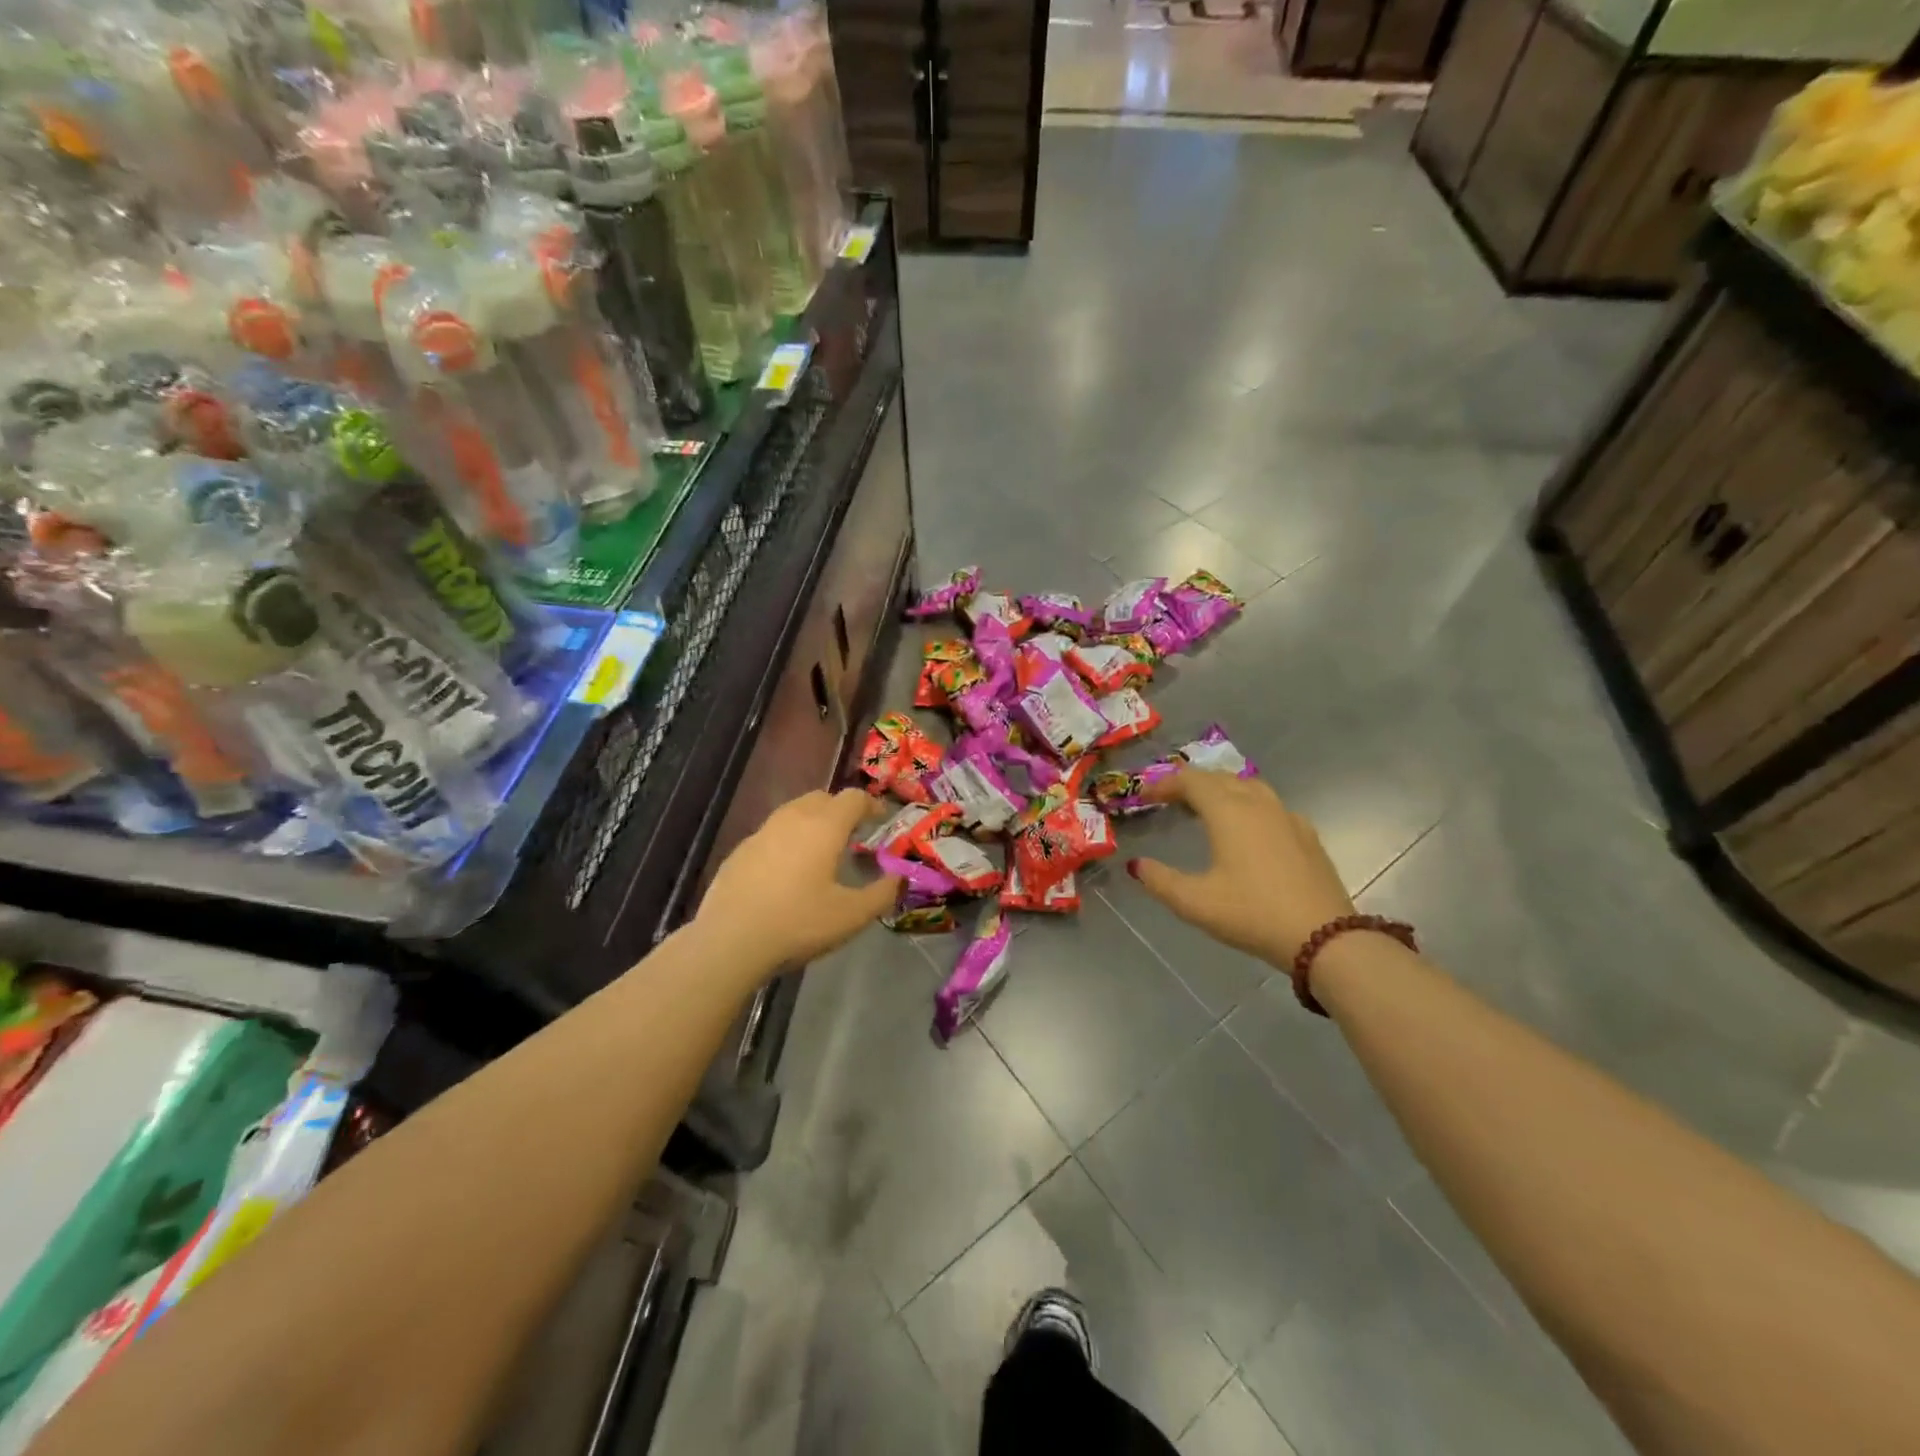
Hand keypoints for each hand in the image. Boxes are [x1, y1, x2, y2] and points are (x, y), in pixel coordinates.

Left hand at [695, 789, 901, 977]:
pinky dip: (788, 841)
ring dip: (812, 823)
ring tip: (821, 853)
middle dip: (841, 810)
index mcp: (824, 826)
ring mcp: (761, 832)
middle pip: (822, 798)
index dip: (872, 805)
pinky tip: (787, 873)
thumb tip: (899, 878)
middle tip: (852, 836)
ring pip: (794, 812)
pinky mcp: (740, 851)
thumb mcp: (852, 915)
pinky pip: (772, 834)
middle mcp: (792, 818)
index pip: (853, 798)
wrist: (729, 941)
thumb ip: (883, 893)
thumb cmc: (798, 923)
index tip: (881, 821)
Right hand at [1127, 770, 1353, 967]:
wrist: (1325, 938)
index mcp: (1228, 812)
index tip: (1144, 797)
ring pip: (1248, 787)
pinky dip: (1248, 805)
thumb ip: (1160, 880)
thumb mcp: (1195, 903)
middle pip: (1219, 778)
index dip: (1164, 784)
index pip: (1191, 781)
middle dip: (1191, 784)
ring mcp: (1287, 817)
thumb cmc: (1252, 914)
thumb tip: (1136, 865)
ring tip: (1205, 809)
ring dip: (1221, 790)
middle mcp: (1258, 804)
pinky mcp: (1307, 835)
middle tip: (1169, 801)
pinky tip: (1247, 830)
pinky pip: (1270, 805)